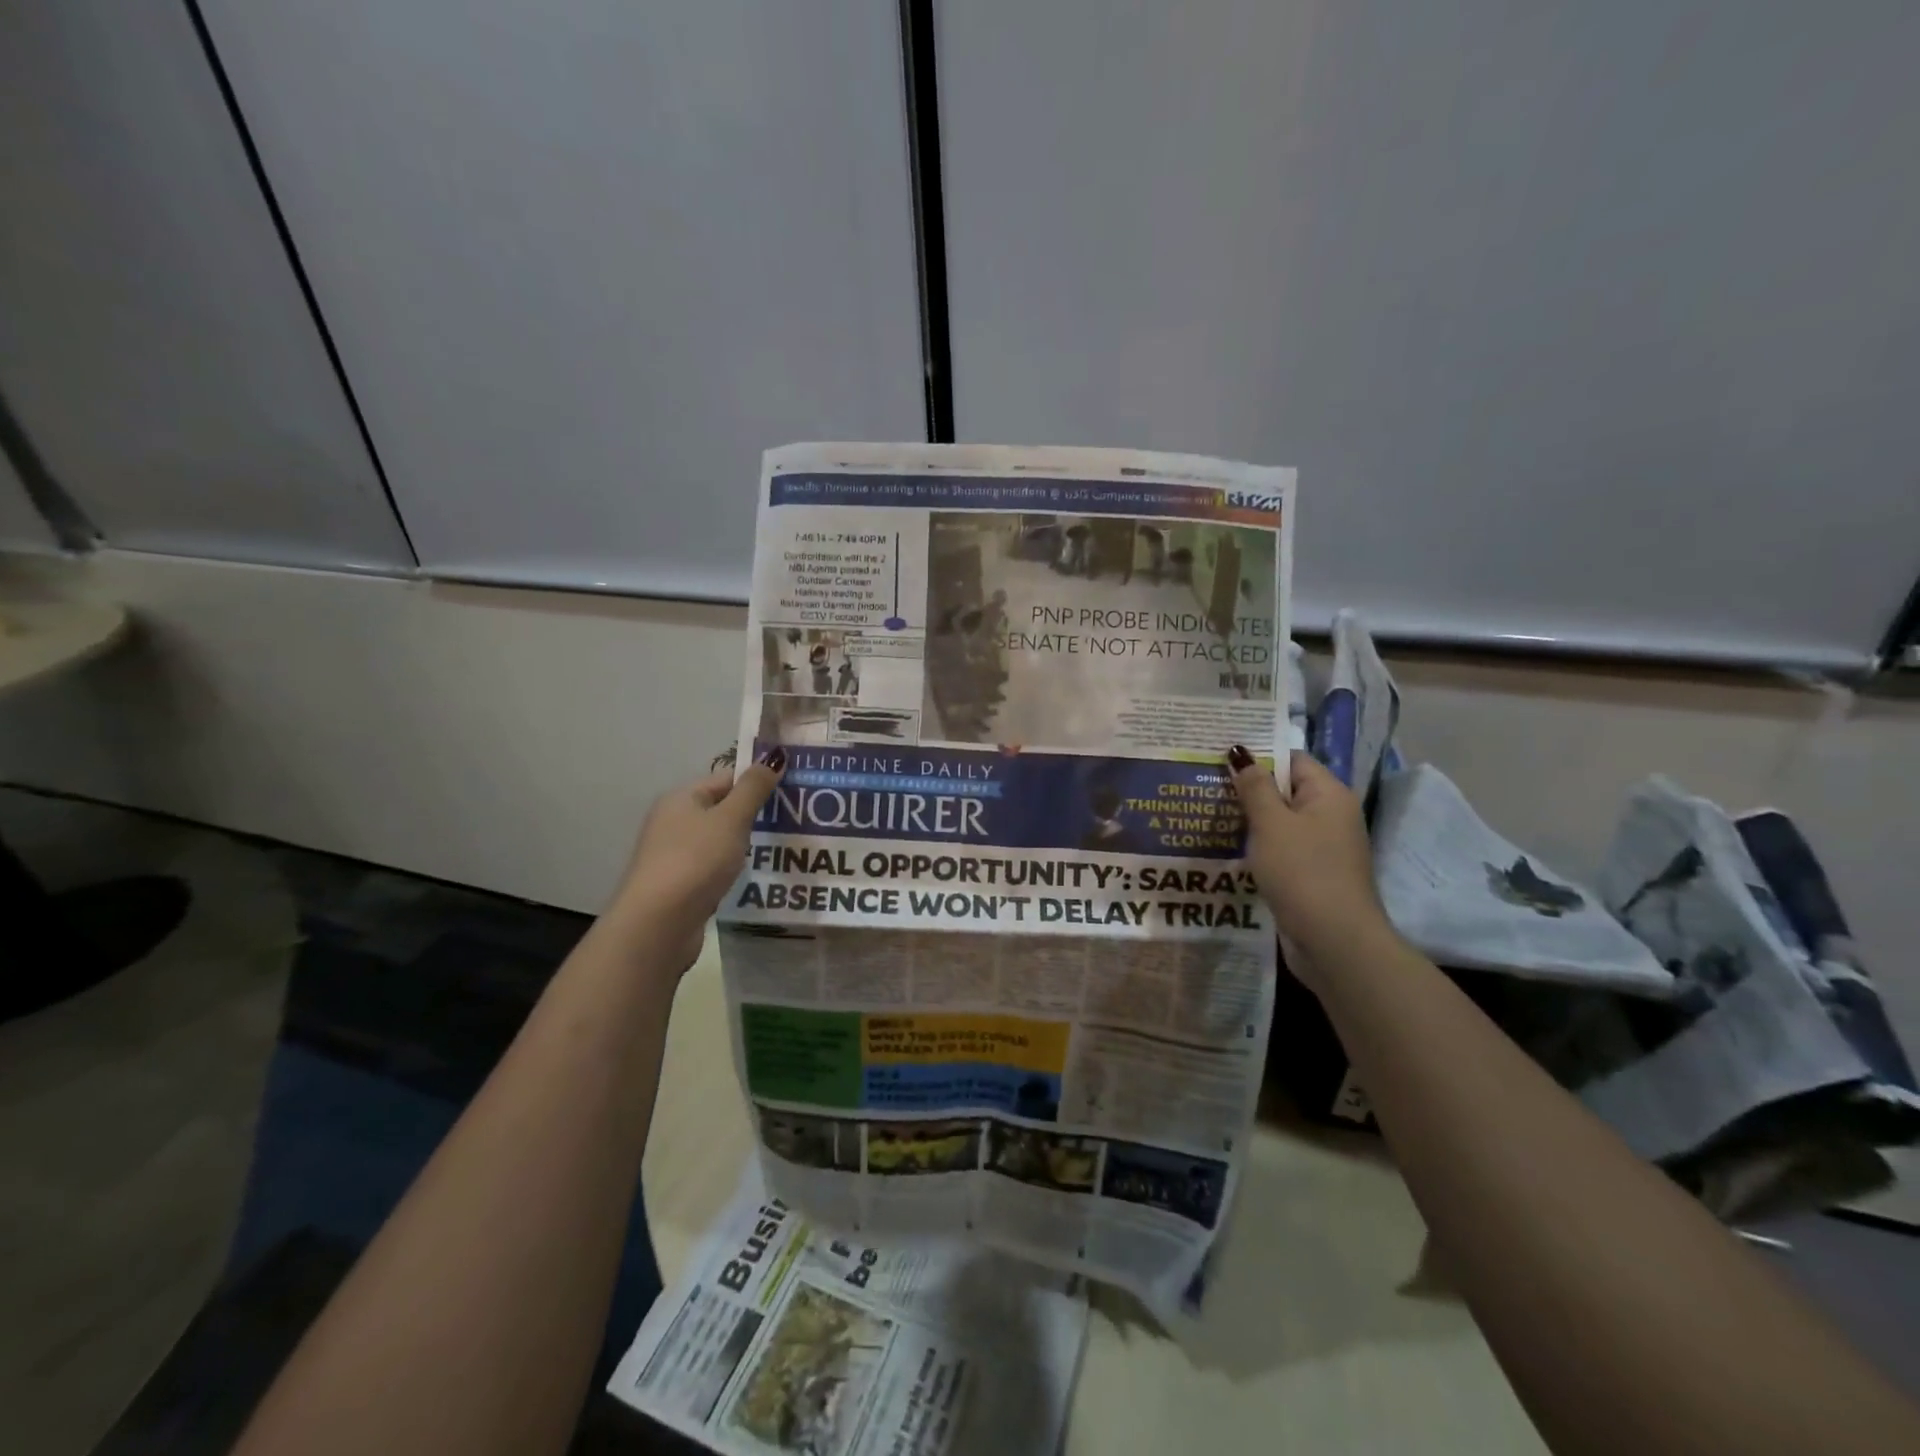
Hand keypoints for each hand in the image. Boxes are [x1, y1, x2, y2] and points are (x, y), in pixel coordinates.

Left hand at [610, 749, 784, 970]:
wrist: (659, 924)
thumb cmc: (695, 861)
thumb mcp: (730, 819)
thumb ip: (754, 789)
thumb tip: (775, 756)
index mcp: (681, 799)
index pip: (726, 779)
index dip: (757, 781)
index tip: (792, 790)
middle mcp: (673, 822)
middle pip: (723, 809)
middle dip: (756, 814)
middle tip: (796, 819)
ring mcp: (675, 856)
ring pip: (720, 840)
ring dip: (747, 844)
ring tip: (785, 847)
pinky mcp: (681, 886)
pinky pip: (715, 867)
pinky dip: (734, 868)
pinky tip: (758, 876)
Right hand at [1226, 746, 1393, 984]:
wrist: (1334, 941)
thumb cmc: (1302, 872)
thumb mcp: (1271, 824)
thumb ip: (1254, 787)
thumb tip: (1241, 752)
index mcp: (1328, 795)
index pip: (1292, 759)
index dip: (1257, 755)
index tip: (1218, 757)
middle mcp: (1331, 816)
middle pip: (1285, 790)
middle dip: (1248, 789)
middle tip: (1203, 784)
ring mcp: (1323, 847)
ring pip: (1280, 822)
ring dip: (1250, 820)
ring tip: (1207, 814)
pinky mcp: (1312, 874)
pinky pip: (1281, 849)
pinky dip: (1258, 847)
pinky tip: (1228, 849)